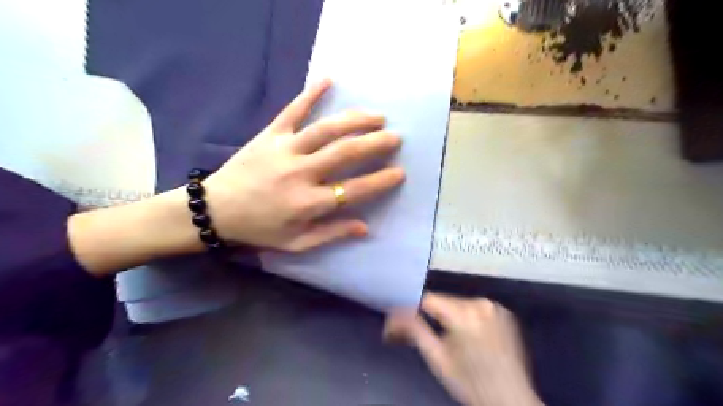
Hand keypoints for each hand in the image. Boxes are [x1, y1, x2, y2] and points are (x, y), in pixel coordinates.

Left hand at [206, 78, 403, 251]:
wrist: (216, 209)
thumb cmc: (259, 229)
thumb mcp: (296, 243)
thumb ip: (331, 234)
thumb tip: (365, 227)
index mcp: (308, 203)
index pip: (354, 190)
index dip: (380, 181)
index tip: (400, 172)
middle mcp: (301, 173)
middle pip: (345, 153)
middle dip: (375, 143)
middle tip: (395, 137)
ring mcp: (285, 150)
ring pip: (326, 130)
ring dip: (355, 120)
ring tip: (376, 115)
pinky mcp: (270, 135)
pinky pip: (293, 110)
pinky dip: (311, 94)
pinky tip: (329, 79)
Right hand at [383, 295, 541, 405]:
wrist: (511, 402)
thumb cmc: (470, 384)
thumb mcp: (437, 359)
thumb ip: (414, 331)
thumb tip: (393, 317)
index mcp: (464, 316)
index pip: (428, 300)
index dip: (411, 309)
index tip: (400, 321)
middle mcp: (481, 304)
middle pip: (443, 301)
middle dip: (430, 314)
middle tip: (420, 332)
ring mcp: (495, 307)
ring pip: (458, 303)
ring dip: (448, 315)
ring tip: (446, 336)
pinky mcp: (504, 312)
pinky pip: (475, 308)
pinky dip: (466, 317)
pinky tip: (467, 335)